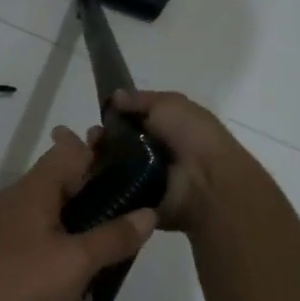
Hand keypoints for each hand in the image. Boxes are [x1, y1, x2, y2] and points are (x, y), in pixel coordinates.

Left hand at [0, 126, 155, 300]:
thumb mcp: (74, 263)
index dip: (103, 160)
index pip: (74, 152)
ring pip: (54, 258)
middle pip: (71, 212)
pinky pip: (32, 286)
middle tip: (108, 275)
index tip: (133, 182)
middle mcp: (21, 209)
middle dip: (94, 251)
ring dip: (70, 298)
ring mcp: (4, 243)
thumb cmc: (13, 283)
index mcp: (38, 191)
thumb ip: (113, 238)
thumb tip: (147, 212)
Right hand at [107, 89, 256, 232]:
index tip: (100, 114)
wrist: (207, 183)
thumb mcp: (169, 104)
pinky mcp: (138, 204)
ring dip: (98, 159)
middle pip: (117, 144)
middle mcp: (155, 154)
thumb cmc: (191, 136)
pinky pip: (113, 193)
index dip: (113, 116)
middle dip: (101, 138)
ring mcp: (146, 180)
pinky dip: (101, 184)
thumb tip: (115, 96)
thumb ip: (141, 99)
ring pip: (111, 167)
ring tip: (91, 154)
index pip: (131, 121)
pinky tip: (92, 174)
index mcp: (166, 128)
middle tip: (94, 137)